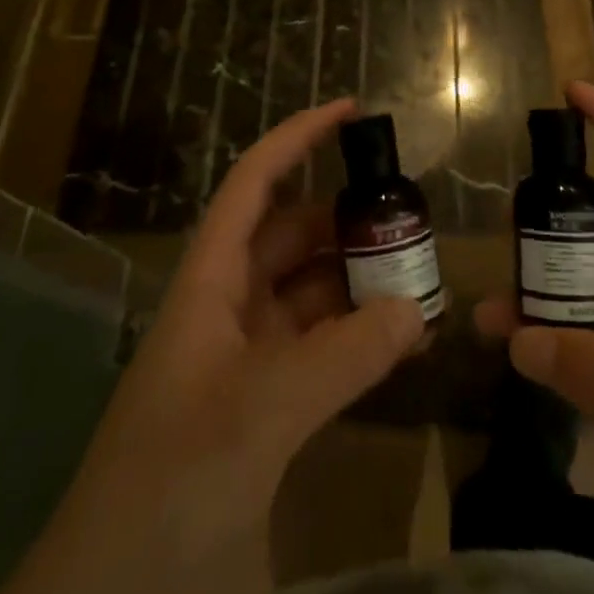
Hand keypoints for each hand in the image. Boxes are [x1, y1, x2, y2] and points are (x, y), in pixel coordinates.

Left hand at [0, 98, 424, 593]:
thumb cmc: (170, 482)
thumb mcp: (258, 413)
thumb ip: (342, 356)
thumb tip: (416, 307)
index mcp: (210, 282)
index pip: (254, 184)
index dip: (297, 138)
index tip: (351, 111)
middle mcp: (228, 307)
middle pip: (293, 236)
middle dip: (347, 220)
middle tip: (412, 220)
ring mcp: (246, 360)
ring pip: (312, 294)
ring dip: (361, 283)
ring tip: (423, 281)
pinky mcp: (265, 408)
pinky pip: (322, 350)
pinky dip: (360, 339)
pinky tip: (403, 343)